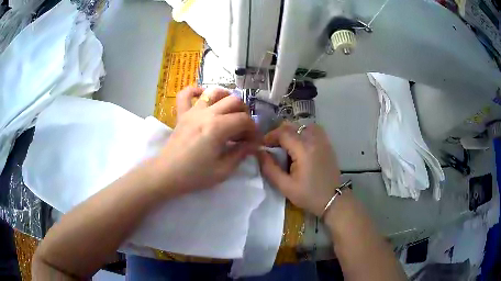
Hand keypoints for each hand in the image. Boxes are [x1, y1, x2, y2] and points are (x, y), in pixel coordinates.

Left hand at [153, 86, 258, 196]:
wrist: (167, 174)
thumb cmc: (195, 175)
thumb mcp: (223, 170)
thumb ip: (240, 153)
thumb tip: (253, 144)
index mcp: (218, 128)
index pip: (244, 120)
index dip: (254, 130)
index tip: (254, 141)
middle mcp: (207, 114)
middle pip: (233, 101)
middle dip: (244, 113)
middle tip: (243, 129)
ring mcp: (192, 111)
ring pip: (214, 93)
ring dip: (226, 98)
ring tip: (229, 111)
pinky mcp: (182, 114)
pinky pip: (186, 94)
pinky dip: (196, 91)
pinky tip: (203, 97)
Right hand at [258, 122, 340, 215]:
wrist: (333, 200)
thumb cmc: (309, 195)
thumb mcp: (285, 186)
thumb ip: (269, 168)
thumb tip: (259, 152)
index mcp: (304, 150)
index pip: (283, 133)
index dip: (269, 137)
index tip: (262, 146)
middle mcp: (314, 140)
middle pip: (292, 126)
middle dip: (279, 134)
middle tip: (272, 147)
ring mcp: (323, 141)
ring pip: (303, 126)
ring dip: (292, 132)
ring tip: (286, 145)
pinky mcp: (328, 144)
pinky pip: (314, 130)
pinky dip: (304, 133)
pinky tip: (300, 145)